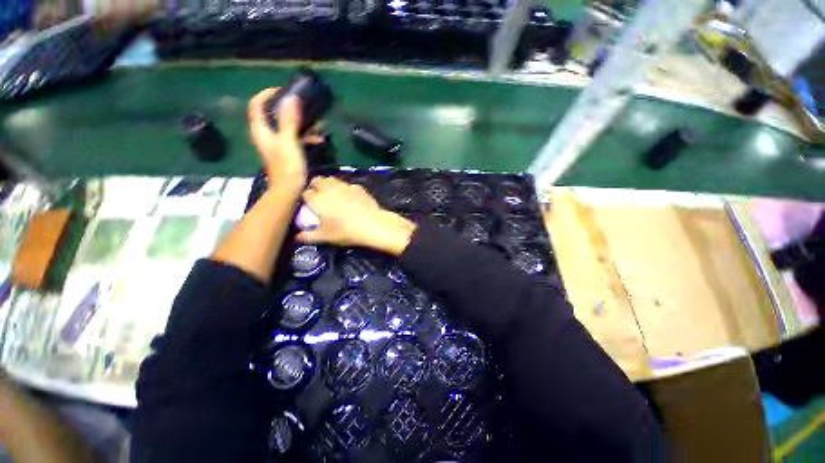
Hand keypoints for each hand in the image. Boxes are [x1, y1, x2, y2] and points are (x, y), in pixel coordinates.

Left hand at [248, 89, 307, 191]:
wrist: (289, 190)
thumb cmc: (287, 166)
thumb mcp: (289, 141)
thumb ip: (288, 120)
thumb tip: (291, 98)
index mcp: (261, 129)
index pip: (257, 104)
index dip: (267, 94)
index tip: (283, 90)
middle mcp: (267, 134)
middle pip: (273, 113)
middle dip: (288, 107)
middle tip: (303, 104)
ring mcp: (277, 144)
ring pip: (287, 126)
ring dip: (301, 123)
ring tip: (317, 122)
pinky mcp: (287, 152)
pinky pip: (295, 138)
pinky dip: (306, 136)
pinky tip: (320, 139)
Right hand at [298, 177, 416, 255]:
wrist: (371, 224)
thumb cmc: (345, 231)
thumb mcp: (325, 237)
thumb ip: (309, 236)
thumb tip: (298, 237)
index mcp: (317, 199)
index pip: (306, 193)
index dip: (307, 198)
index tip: (309, 205)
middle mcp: (329, 189)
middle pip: (318, 180)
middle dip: (316, 185)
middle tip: (319, 195)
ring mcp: (345, 186)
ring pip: (332, 179)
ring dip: (329, 184)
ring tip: (333, 194)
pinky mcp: (358, 187)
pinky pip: (348, 185)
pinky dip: (345, 189)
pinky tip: (350, 197)